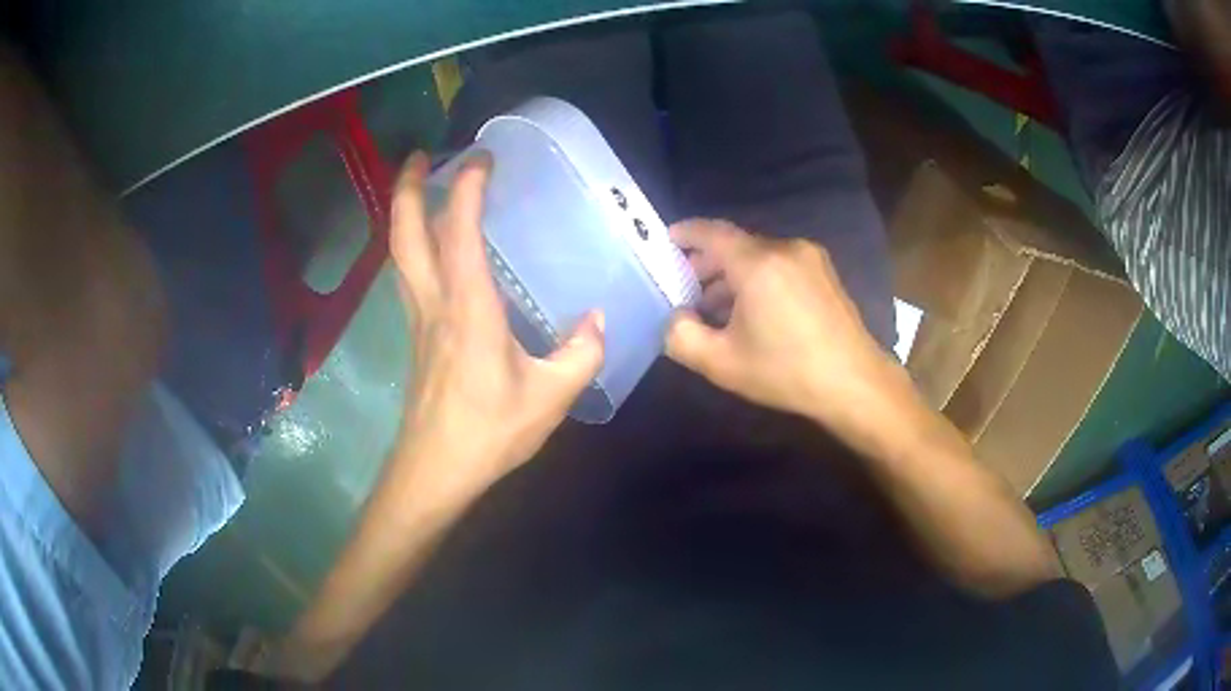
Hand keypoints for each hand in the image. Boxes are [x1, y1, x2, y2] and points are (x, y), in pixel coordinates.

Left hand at [389, 152, 604, 498]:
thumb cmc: (489, 432)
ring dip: (403, 214)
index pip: (459, 232)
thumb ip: (581, 353)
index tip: (481, 157)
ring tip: (418, 188)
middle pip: (404, 235)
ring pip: (399, 255)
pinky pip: (408, 277)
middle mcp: (435, 303)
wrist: (435, 470)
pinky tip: (431, 249)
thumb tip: (599, 320)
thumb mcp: (550, 397)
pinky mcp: (418, 337)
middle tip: (419, 155)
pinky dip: (412, 247)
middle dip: (406, 188)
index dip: (466, 187)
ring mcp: (419, 320)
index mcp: (469, 308)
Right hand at [666, 219, 907, 427]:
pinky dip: (758, 278)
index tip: (665, 240)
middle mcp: (785, 248)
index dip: (685, 232)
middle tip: (685, 287)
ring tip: (715, 307)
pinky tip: (753, 311)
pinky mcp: (825, 272)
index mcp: (758, 263)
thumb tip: (675, 317)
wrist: (854, 383)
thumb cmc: (786, 372)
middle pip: (735, 244)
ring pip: (759, 255)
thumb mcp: (721, 363)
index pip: (711, 232)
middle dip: (706, 262)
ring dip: (733, 274)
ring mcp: (810, 258)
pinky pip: (780, 264)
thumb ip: (681, 336)